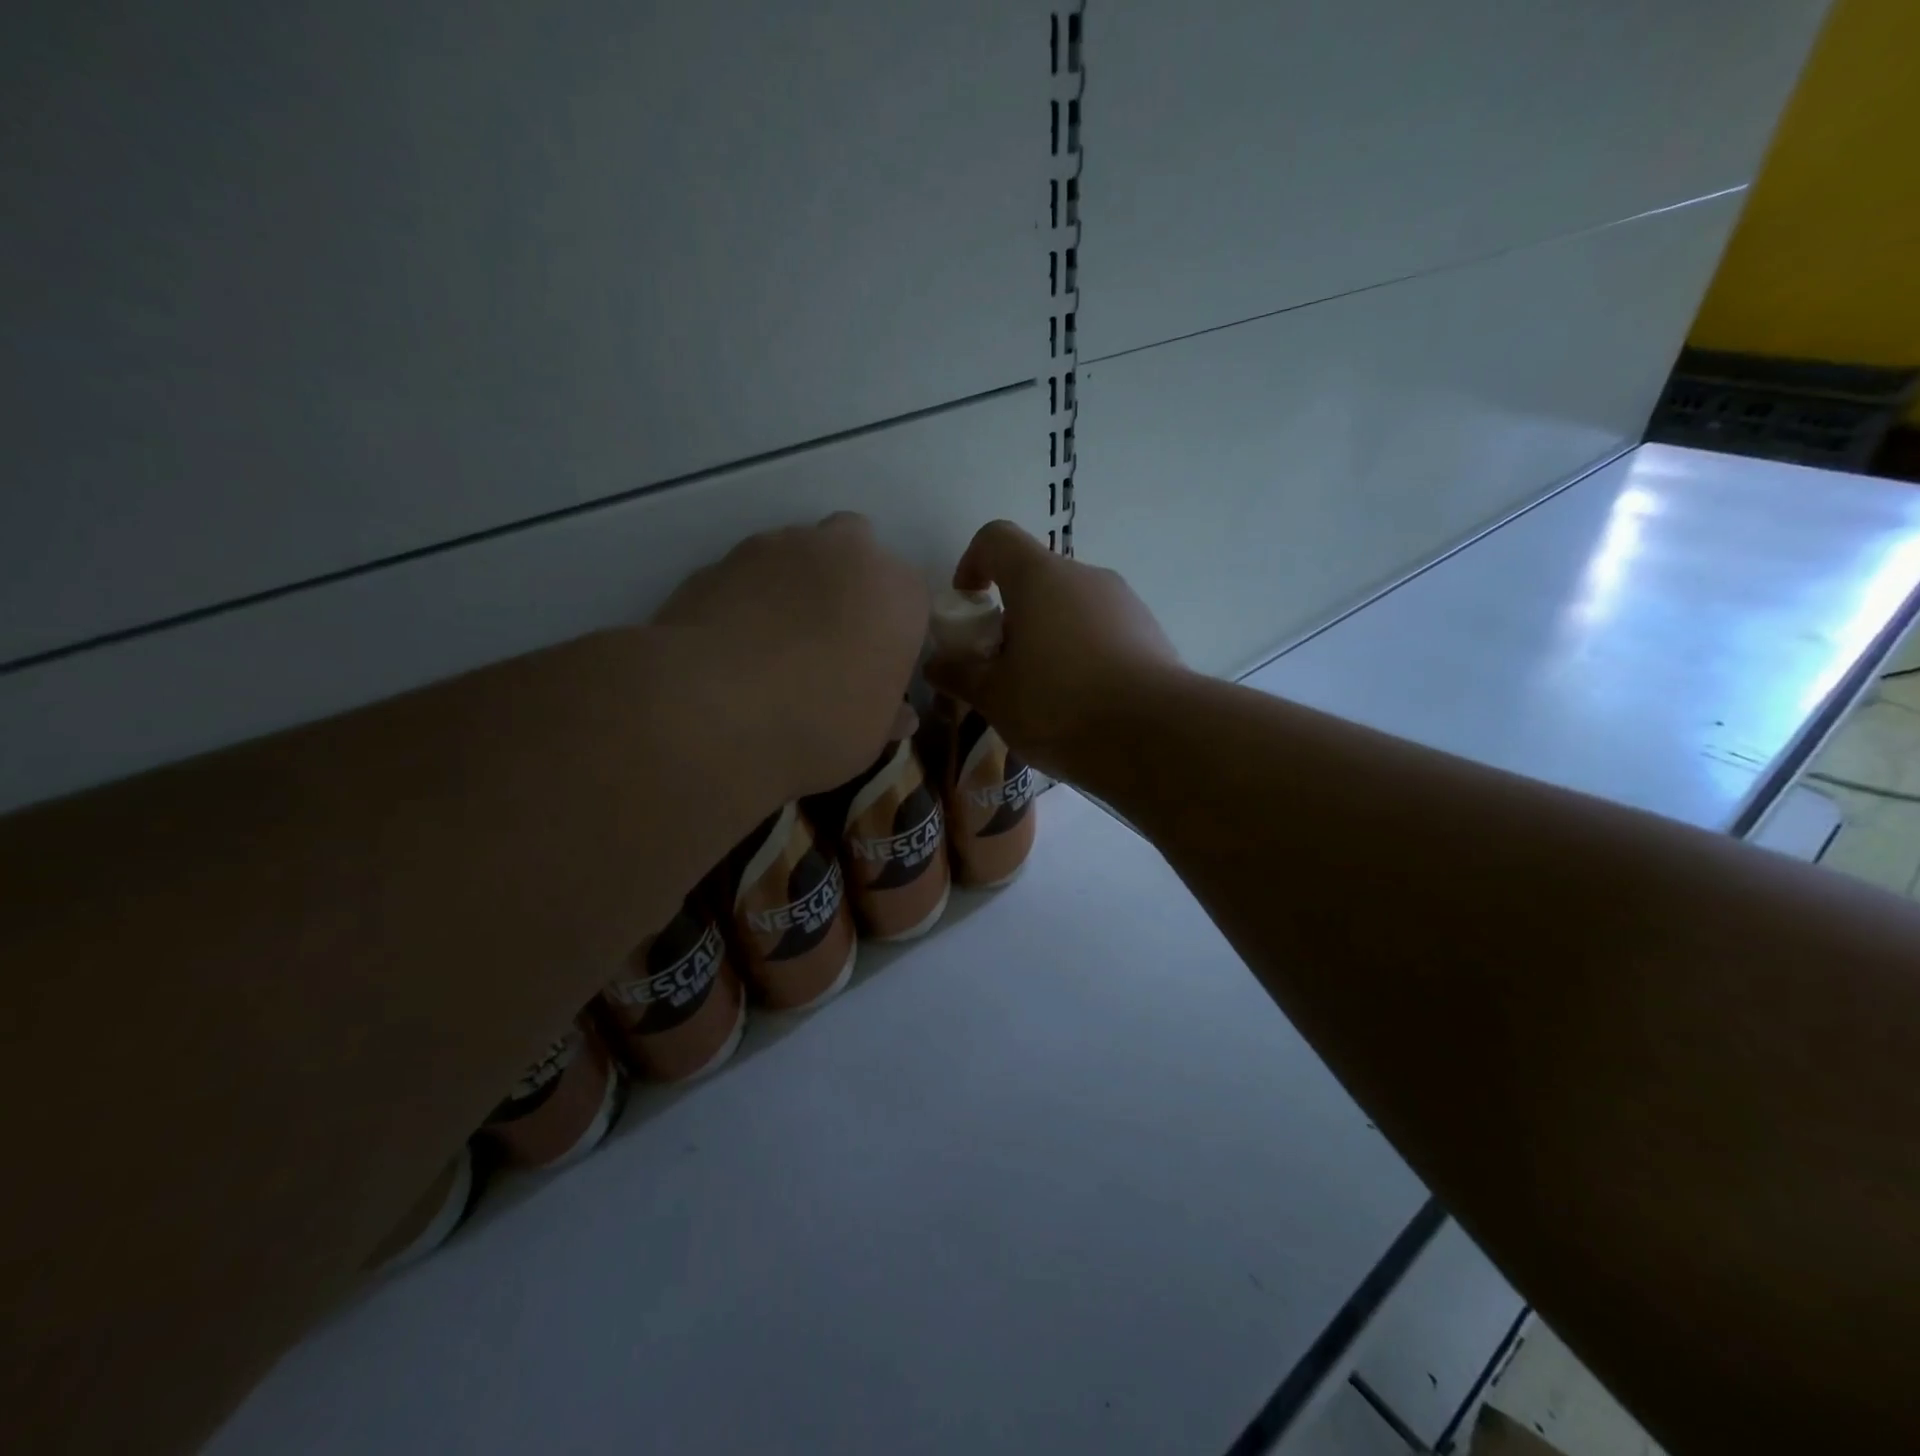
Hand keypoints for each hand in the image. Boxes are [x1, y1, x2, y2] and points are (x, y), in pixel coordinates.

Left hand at [653, 514, 928, 797]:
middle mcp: (846, 552)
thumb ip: (889, 715)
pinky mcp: (722, 558)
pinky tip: (735, 644)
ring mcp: (779, 546)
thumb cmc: (819, 726)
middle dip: (849, 585)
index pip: (910, 602)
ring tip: (776, 644)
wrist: (712, 712)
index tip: (876, 669)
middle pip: (857, 553)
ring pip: (800, 555)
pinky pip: (750, 574)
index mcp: (898, 592)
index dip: (893, 635)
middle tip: (832, 642)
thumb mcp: (871, 737)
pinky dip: (750, 598)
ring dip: (798, 586)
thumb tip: (900, 716)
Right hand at [924, 521, 1181, 775]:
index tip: (968, 607)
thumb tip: (936, 664)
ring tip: (1042, 693)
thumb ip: (960, 675)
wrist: (1154, 736)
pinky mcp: (1151, 633)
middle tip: (1000, 666)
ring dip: (1048, 636)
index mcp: (1040, 578)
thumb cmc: (1059, 706)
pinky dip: (1082, 653)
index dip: (972, 564)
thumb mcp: (994, 697)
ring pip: (1072, 607)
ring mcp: (1125, 603)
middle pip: (1036, 578)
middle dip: (1011, 615)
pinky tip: (1082, 702)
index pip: (996, 538)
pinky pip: (1103, 631)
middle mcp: (1086, 577)